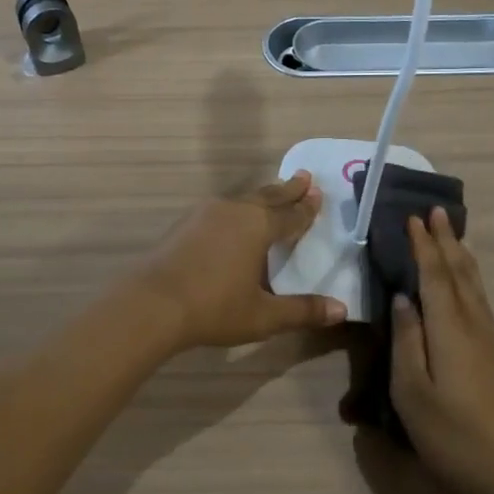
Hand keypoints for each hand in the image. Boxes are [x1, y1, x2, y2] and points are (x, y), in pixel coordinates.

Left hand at [135, 173, 347, 350]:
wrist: (152, 304)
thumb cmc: (214, 308)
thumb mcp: (263, 316)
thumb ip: (302, 311)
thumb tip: (341, 310)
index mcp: (258, 226)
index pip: (291, 215)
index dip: (307, 208)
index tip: (318, 194)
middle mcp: (234, 211)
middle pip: (267, 197)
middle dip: (288, 189)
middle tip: (304, 177)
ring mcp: (205, 214)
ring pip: (242, 199)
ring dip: (261, 196)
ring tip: (272, 194)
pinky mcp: (184, 224)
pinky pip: (221, 209)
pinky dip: (237, 208)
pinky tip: (232, 217)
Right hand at [389, 209, 493, 493]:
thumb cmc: (452, 434)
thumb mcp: (412, 391)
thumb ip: (406, 341)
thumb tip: (403, 299)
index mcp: (449, 329)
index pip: (434, 276)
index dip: (423, 247)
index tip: (413, 218)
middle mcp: (473, 326)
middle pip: (460, 273)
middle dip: (446, 241)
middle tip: (437, 211)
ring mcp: (489, 341)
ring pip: (475, 286)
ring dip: (462, 256)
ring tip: (454, 235)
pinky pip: (480, 301)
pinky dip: (471, 280)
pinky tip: (468, 285)